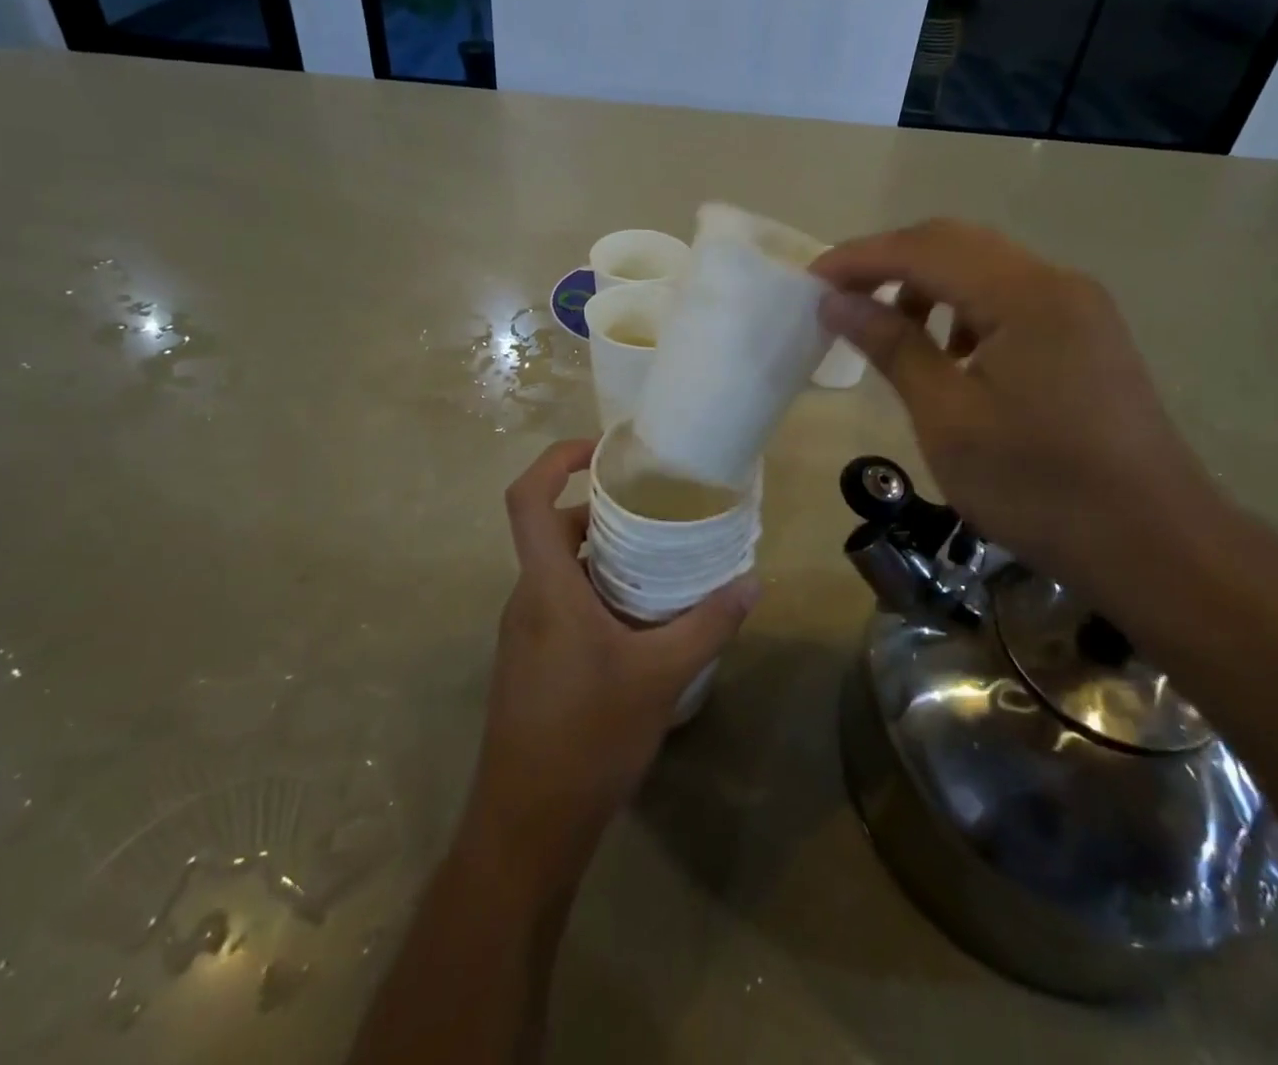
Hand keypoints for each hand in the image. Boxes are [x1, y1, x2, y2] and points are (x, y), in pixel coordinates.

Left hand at [466, 439, 760, 878]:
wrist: (527, 828)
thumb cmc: (588, 739)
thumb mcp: (661, 677)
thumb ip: (708, 624)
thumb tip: (753, 583)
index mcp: (546, 587)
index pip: (527, 499)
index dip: (556, 460)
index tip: (601, 449)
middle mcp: (528, 598)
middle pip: (553, 529)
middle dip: (601, 511)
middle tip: (657, 509)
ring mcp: (525, 632)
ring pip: (561, 569)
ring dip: (603, 555)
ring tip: (660, 560)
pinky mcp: (531, 660)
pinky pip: (562, 602)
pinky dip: (597, 591)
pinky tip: (642, 619)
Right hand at [813, 220, 1214, 583]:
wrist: (1154, 545)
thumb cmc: (1038, 487)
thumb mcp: (948, 418)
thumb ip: (893, 347)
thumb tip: (836, 302)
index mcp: (1024, 295)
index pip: (925, 249)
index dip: (860, 258)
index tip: (810, 281)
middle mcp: (1057, 282)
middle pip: (957, 243)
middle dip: (891, 262)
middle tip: (840, 297)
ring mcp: (1079, 307)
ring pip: (985, 269)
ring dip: (929, 284)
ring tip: (892, 329)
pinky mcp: (1087, 335)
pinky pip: (1012, 299)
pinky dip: (966, 309)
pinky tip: (951, 354)